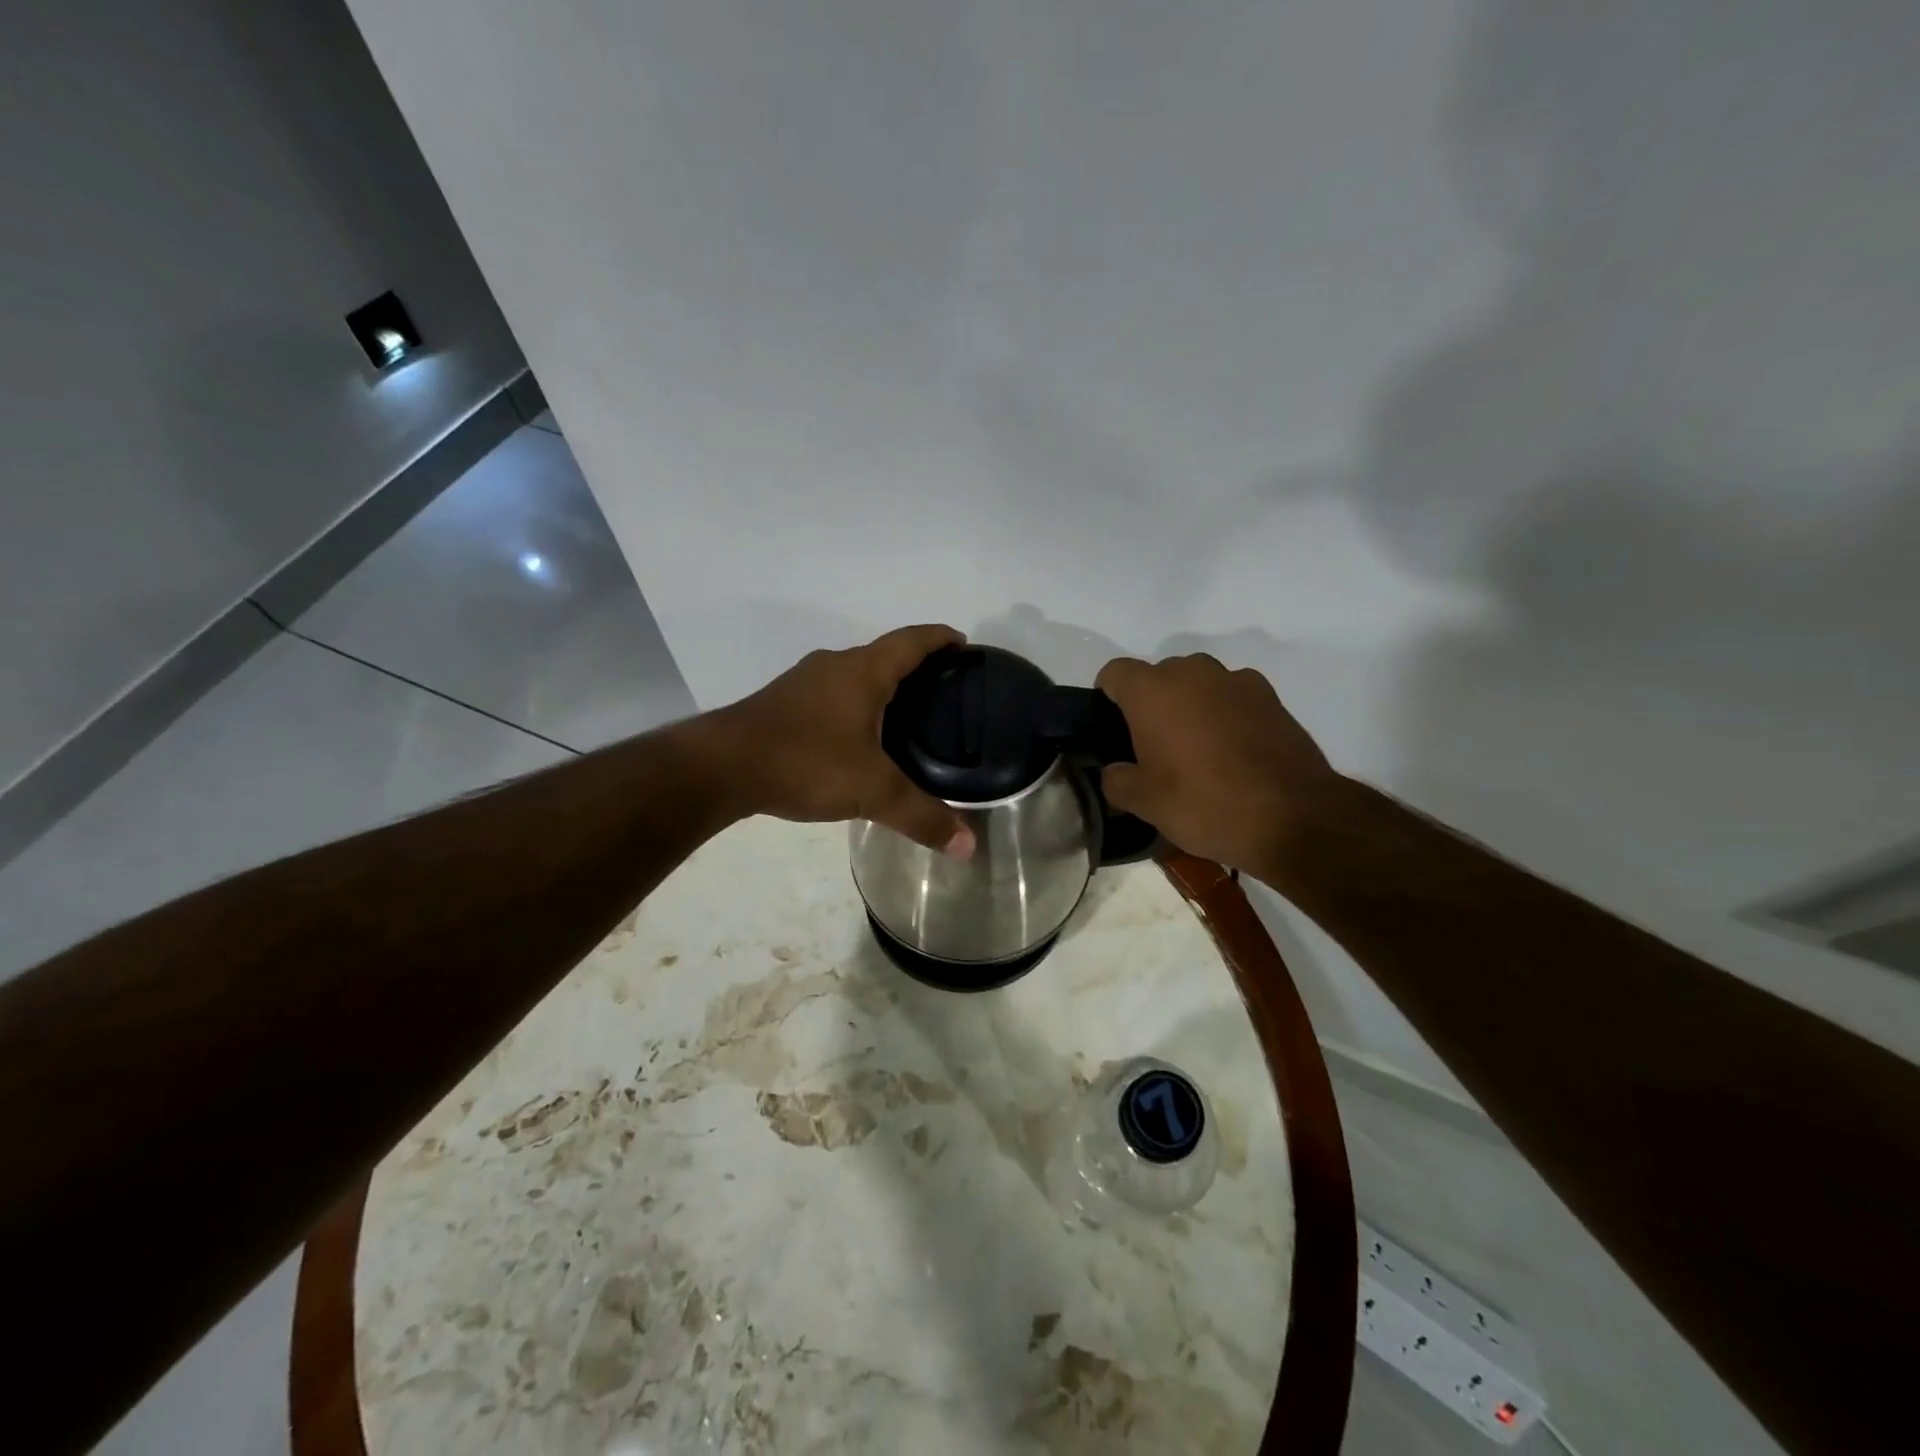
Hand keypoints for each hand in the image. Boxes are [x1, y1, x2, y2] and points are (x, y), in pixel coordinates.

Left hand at [712, 626, 975, 856]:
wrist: (720, 767)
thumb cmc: (804, 762)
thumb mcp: (871, 791)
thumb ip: (922, 816)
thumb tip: (969, 846)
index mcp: (863, 671)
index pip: (912, 640)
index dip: (941, 639)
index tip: (964, 646)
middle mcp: (834, 666)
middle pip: (884, 655)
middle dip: (916, 667)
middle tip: (945, 693)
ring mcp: (804, 683)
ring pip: (855, 675)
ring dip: (882, 687)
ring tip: (908, 716)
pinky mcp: (783, 704)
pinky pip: (832, 694)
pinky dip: (855, 705)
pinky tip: (858, 738)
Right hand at [1095, 653, 1340, 877]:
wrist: (1293, 816)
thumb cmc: (1205, 804)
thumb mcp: (1146, 803)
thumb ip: (1117, 781)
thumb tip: (1115, 772)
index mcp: (1153, 691)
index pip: (1115, 672)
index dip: (1107, 696)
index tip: (1112, 727)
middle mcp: (1193, 673)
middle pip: (1158, 674)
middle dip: (1150, 702)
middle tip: (1152, 745)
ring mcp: (1236, 681)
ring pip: (1198, 682)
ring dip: (1189, 704)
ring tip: (1195, 747)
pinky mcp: (1271, 697)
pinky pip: (1232, 695)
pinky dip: (1224, 713)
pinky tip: (1232, 750)